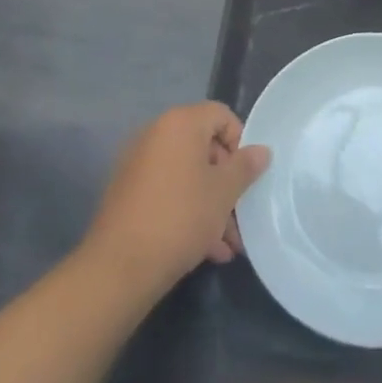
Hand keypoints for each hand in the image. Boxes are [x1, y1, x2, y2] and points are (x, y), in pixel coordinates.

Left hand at [81, 102, 270, 301]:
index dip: (240, 142)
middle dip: (226, 182)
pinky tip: (206, 250)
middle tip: (240, 215)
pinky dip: (187, 211)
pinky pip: (167, 192)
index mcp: (180, 123)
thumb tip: (262, 150)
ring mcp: (138, 164)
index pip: (221, 115)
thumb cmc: (181, 217)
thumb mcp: (223, 192)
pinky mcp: (127, 193)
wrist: (119, 266)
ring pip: (187, 175)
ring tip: (227, 244)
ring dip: (210, 204)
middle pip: (204, 147)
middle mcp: (156, 134)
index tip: (246, 176)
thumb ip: (245, 166)